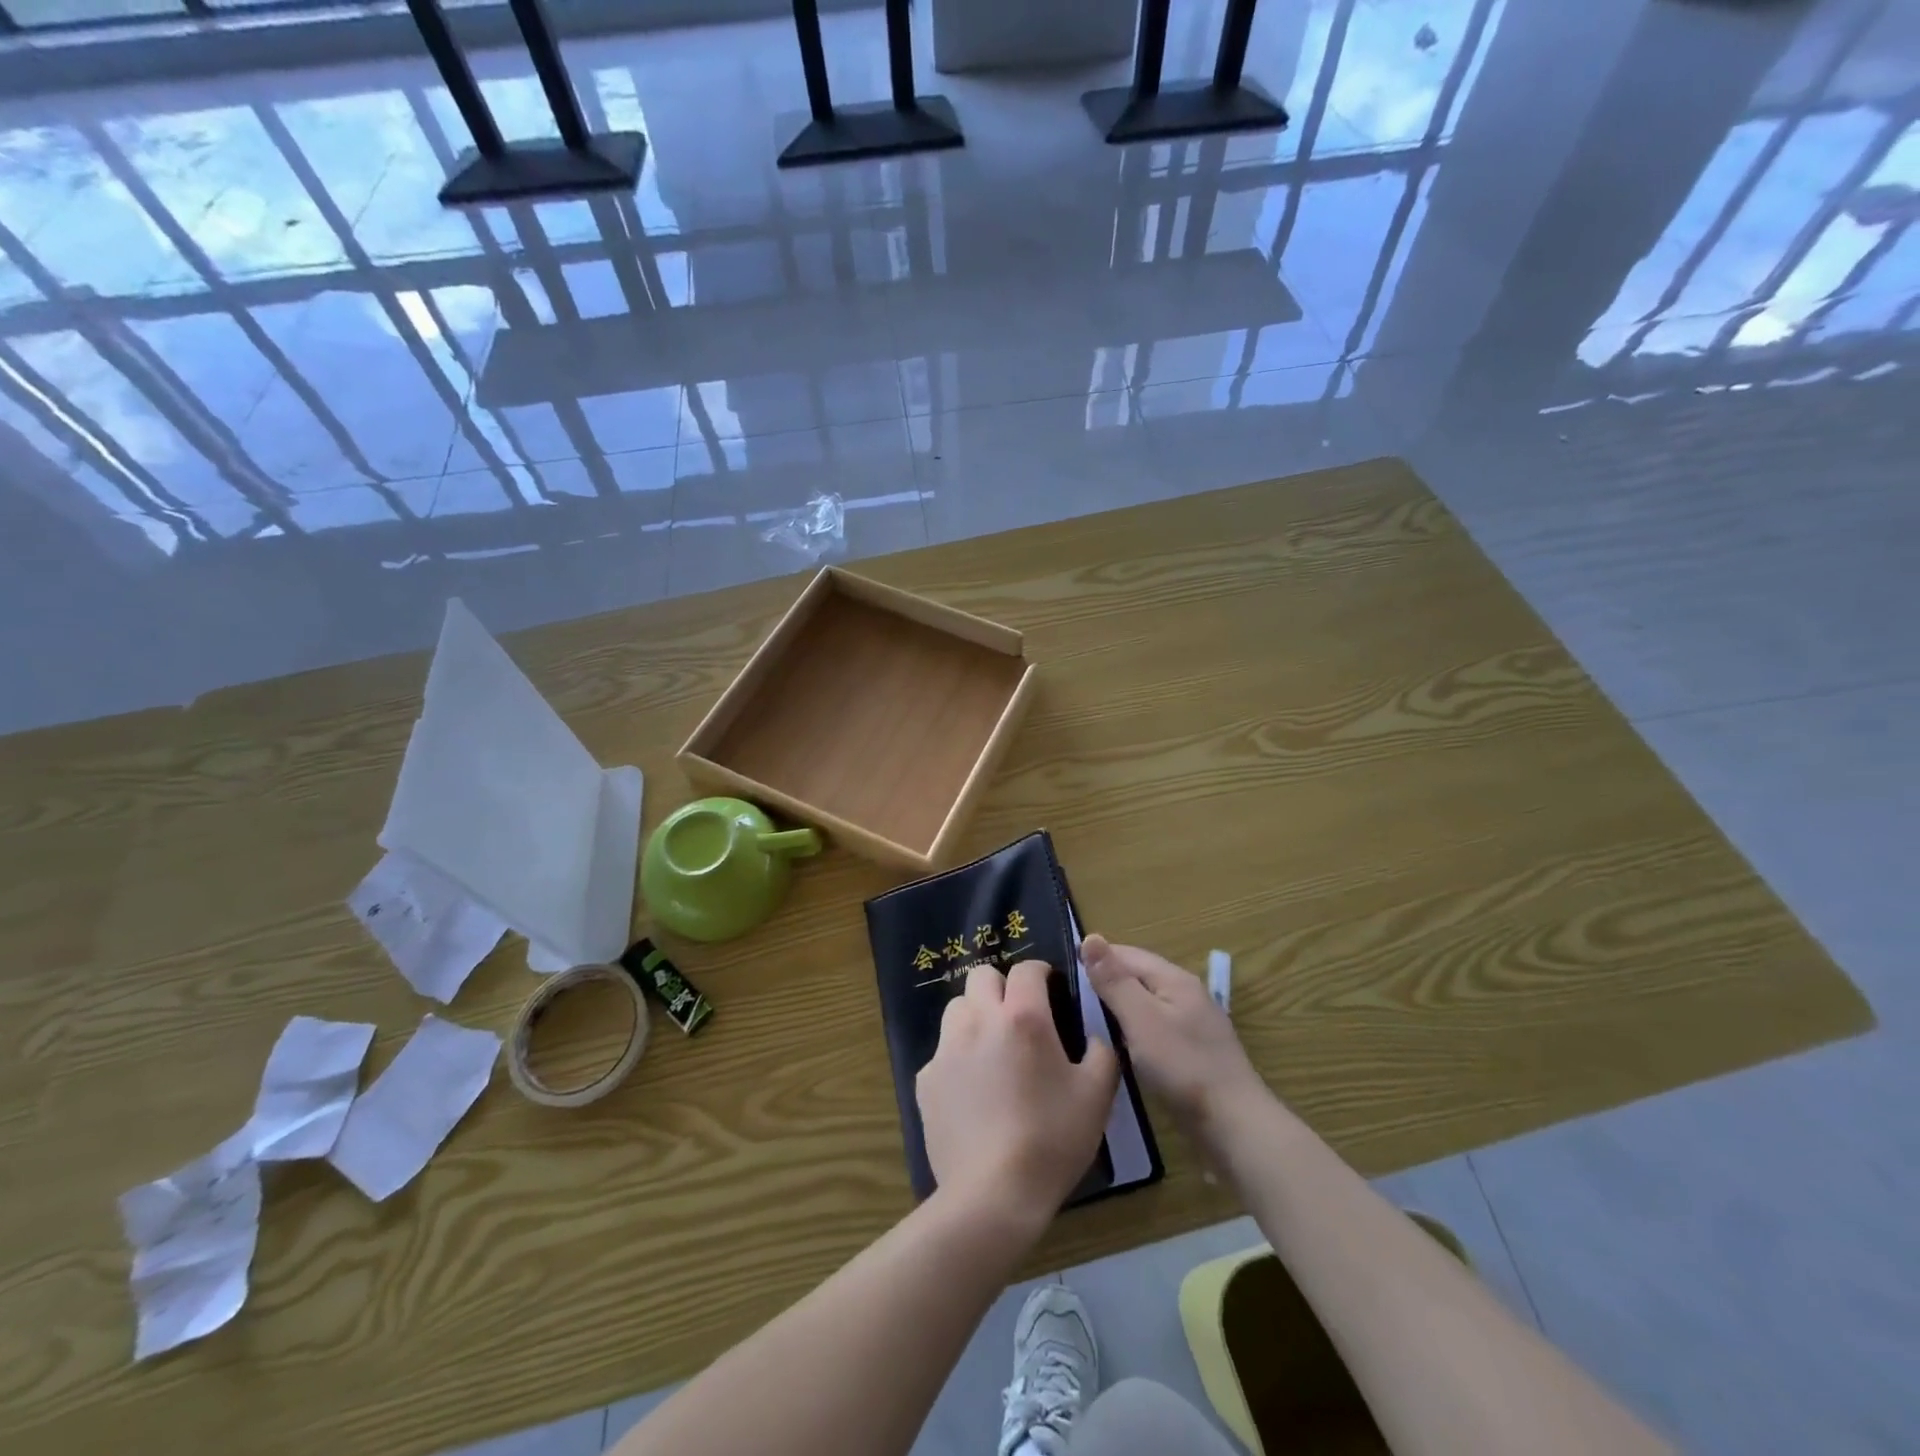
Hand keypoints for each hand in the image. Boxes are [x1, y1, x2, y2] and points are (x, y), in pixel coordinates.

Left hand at [916, 961, 1118, 1232]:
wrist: (993, 1194)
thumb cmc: (1052, 1140)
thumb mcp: (1097, 1097)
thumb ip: (1102, 1053)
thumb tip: (1095, 1036)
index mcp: (1023, 1018)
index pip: (1026, 969)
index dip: (1041, 972)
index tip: (1050, 988)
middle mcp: (979, 1020)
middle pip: (982, 976)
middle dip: (1002, 986)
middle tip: (1020, 1016)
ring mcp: (947, 1048)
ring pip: (957, 1007)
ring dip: (976, 1015)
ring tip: (993, 1048)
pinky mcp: (926, 1078)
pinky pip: (942, 1051)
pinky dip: (958, 1057)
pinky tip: (973, 1090)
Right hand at [1082, 935, 1266, 1133]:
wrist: (1233, 1125)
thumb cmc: (1183, 1067)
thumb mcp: (1141, 1019)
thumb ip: (1115, 980)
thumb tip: (1090, 938)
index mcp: (1174, 979)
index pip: (1128, 954)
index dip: (1096, 959)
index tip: (1064, 975)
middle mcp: (1186, 994)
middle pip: (1139, 976)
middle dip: (1107, 982)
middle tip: (1071, 1000)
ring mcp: (1193, 1024)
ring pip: (1147, 1003)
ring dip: (1120, 1007)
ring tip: (1088, 1022)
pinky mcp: (1194, 1051)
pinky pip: (1156, 1028)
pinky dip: (1134, 1030)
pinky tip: (1120, 1046)